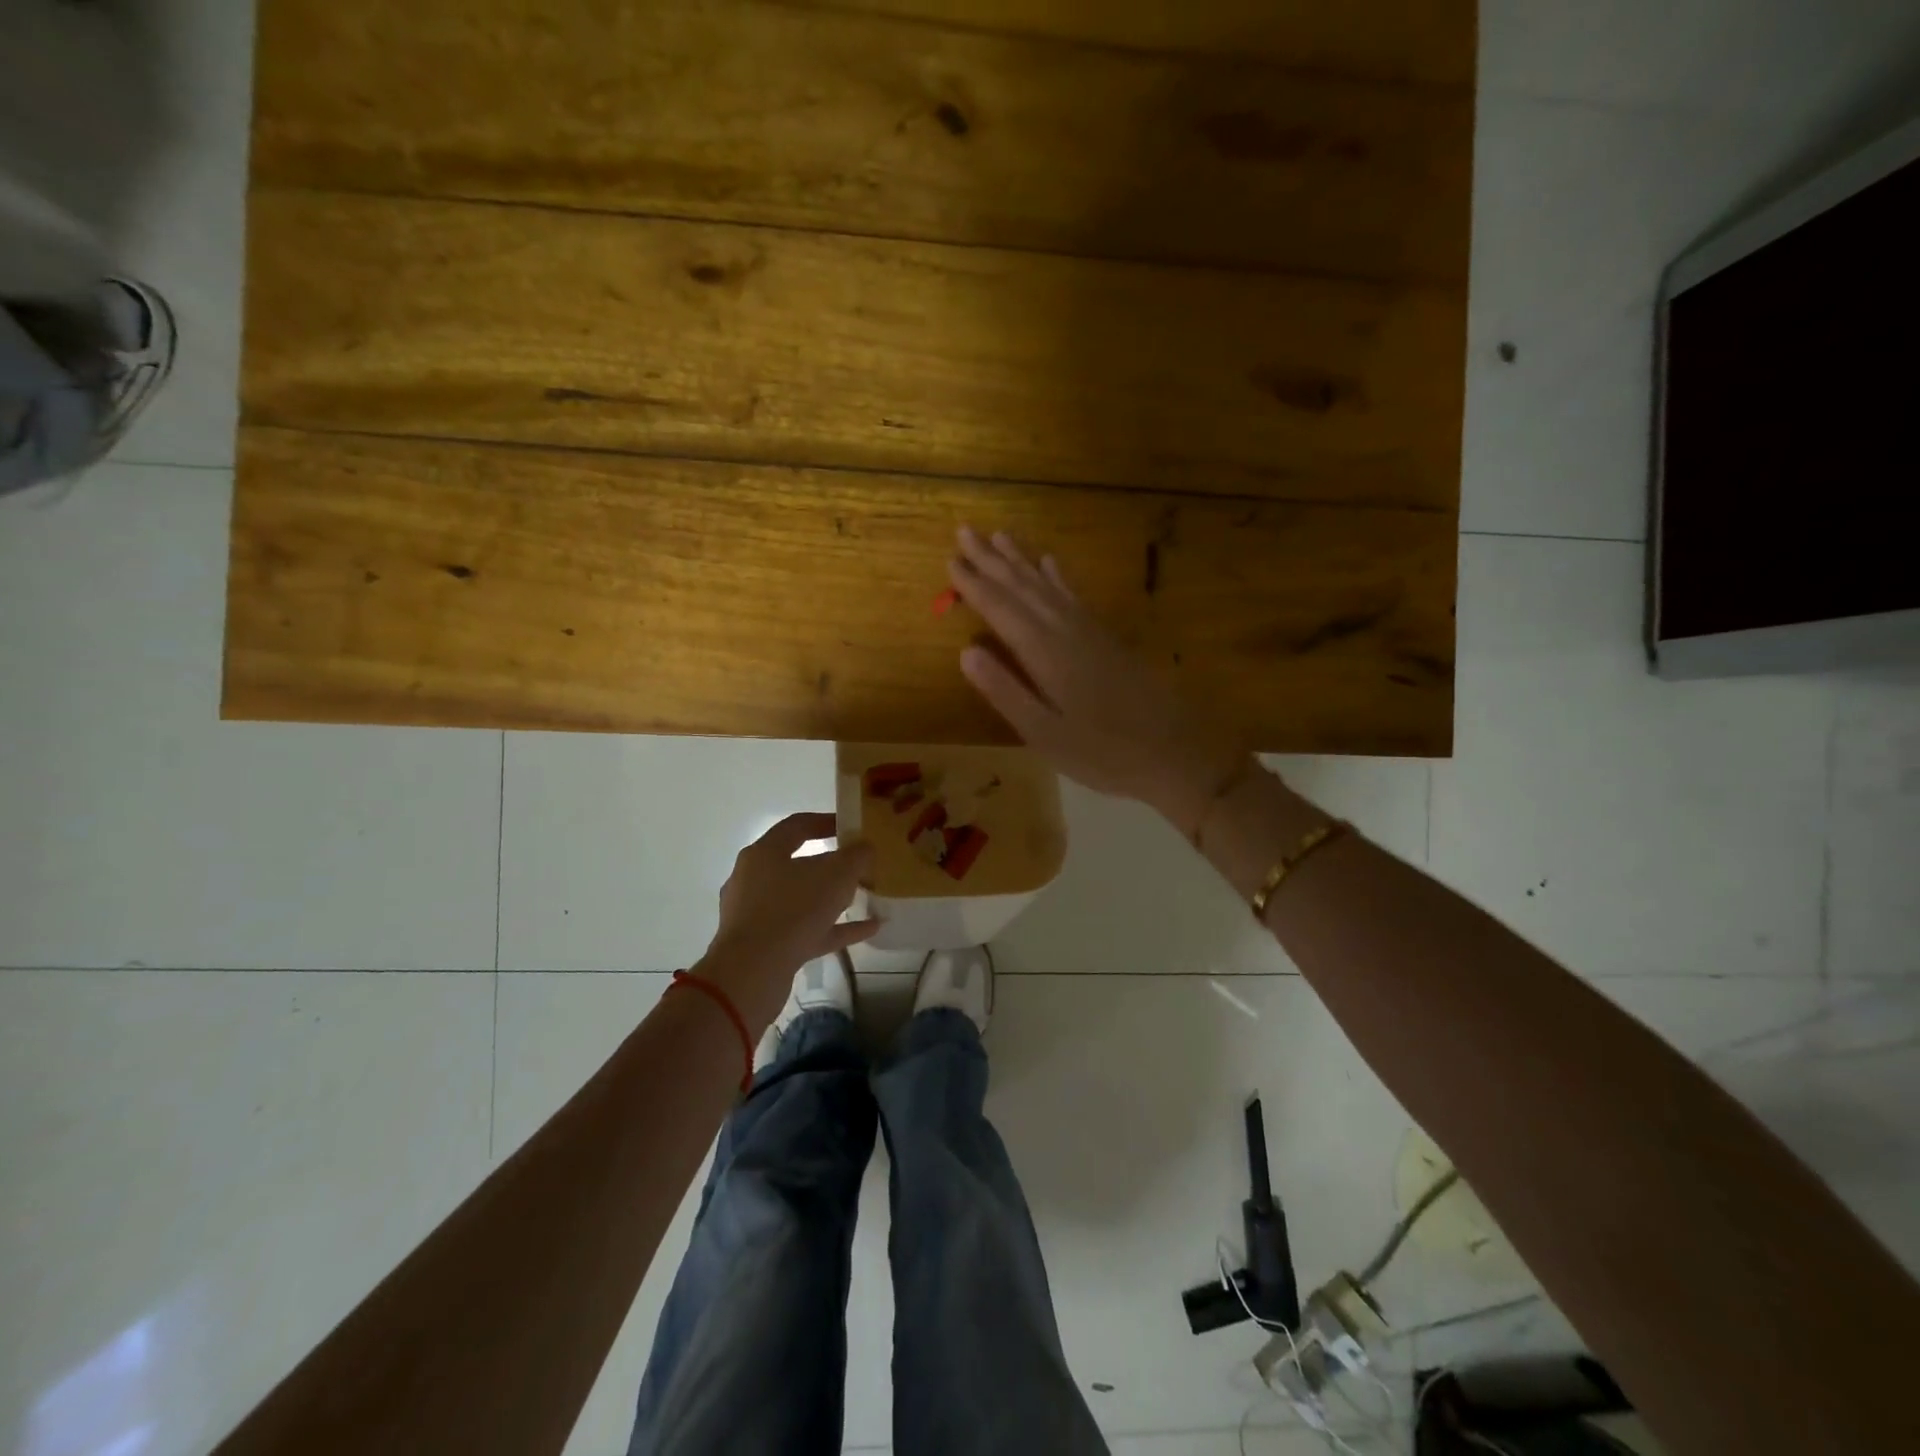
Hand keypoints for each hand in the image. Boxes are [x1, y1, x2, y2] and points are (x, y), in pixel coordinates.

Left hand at [696, 813, 879, 1029]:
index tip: (851, 825)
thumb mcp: (836, 875)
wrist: (752, 973)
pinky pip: (805, 930)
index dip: (826, 821)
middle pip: (798, 864)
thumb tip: (865, 848)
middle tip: (860, 865)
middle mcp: (754, 880)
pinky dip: (834, 928)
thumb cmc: (793, 910)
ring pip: (801, 900)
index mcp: (764, 853)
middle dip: (832, 865)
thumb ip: (856, 857)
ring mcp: (756, 915)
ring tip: (865, 897)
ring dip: (833, 899)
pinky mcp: (764, 946)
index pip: (796, 826)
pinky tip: (868, 929)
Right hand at [948, 526, 1246, 836]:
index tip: (950, 561)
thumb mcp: (1046, 734)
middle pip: (1023, 587)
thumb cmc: (1104, 754)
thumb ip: (1006, 692)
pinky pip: (1075, 595)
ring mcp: (1091, 631)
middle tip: (966, 532)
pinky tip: (1051, 563)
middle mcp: (1067, 631)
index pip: (1002, 610)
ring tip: (1000, 536)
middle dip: (992, 560)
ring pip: (1048, 585)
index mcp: (1046, 654)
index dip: (975, 586)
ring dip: (1022, 561)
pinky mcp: (1107, 638)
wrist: (1175, 752)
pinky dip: (1058, 577)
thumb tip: (966, 651)